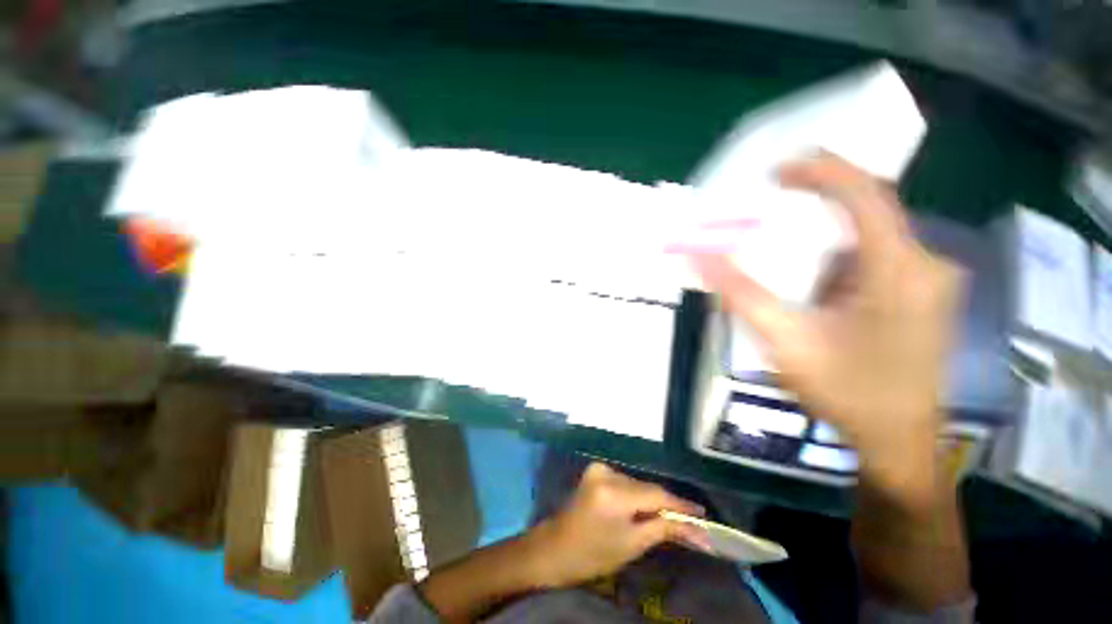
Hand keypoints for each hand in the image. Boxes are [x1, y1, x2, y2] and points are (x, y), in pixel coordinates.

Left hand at [529, 462, 709, 587]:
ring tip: (669, 516)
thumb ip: (663, 528)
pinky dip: (636, 494)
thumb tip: (695, 527)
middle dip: (667, 504)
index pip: (656, 495)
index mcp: (614, 494)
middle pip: (647, 487)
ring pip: (637, 484)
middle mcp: (607, 473)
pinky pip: (625, 481)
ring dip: (651, 499)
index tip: (703, 515)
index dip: (681, 505)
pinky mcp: (596, 470)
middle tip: (691, 521)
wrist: (557, 548)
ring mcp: (599, 469)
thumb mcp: (632, 545)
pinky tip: (643, 508)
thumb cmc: (594, 554)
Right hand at [692, 153, 964, 506]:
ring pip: (872, 235)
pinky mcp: (922, 294)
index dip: (822, 172)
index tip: (779, 169)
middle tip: (771, 207)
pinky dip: (839, 257)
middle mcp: (926, 264)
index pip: (866, 196)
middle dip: (817, 205)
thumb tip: (700, 257)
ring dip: (826, 237)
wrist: (898, 442)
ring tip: (787, 257)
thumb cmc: (846, 394)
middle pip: (869, 212)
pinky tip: (815, 285)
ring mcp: (929, 280)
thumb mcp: (784, 341)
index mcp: (900, 271)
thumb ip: (741, 294)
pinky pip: (877, 256)